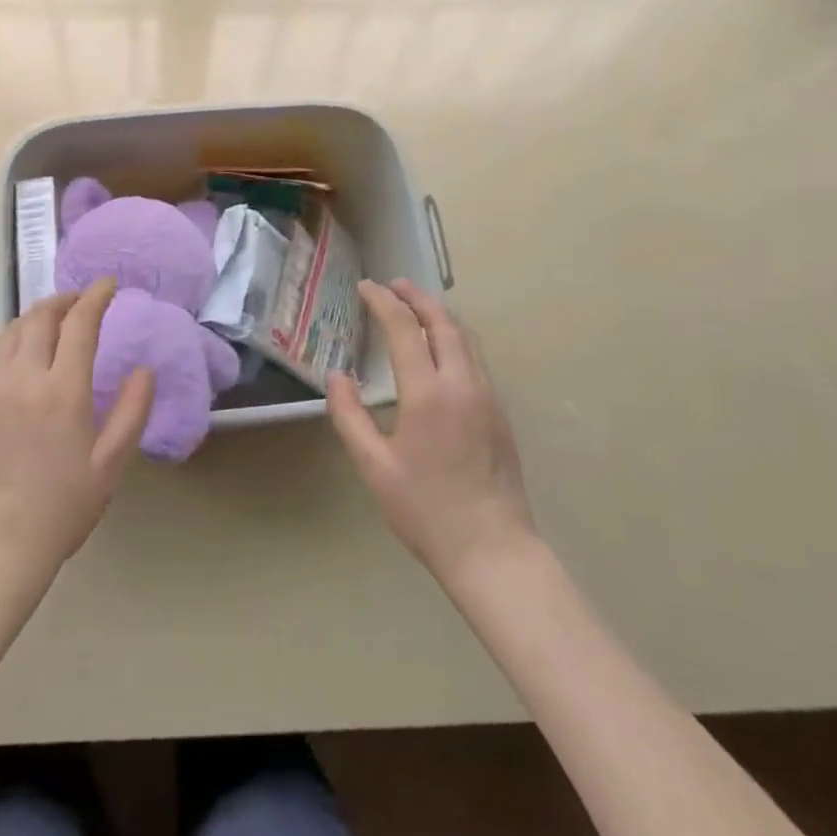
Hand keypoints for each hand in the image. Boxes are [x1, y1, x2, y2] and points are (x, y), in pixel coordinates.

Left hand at [0, 279, 153, 591]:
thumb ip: (131, 410)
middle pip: (41, 316)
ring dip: (39, 314)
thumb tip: (144, 370)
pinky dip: (18, 335)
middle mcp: (24, 377)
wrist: (0, 540)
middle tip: (85, 299)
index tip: (109, 284)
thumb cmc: (64, 504)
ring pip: (14, 329)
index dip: (96, 297)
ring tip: (58, 317)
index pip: (79, 323)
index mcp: (62, 390)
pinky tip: (29, 349)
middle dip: (65, 299)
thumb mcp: (111, 462)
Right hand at [327, 279, 536, 583]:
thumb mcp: (374, 465)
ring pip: (466, 339)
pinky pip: (475, 359)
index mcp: (428, 394)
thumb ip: (350, 416)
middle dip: (417, 297)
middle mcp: (462, 384)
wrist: (493, 550)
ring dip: (440, 315)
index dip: (383, 302)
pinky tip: (440, 349)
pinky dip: (454, 338)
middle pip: (443, 322)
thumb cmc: (425, 510)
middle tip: (393, 285)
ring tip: (416, 307)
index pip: (405, 328)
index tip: (365, 287)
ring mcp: (487, 397)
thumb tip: (336, 377)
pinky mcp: (500, 413)